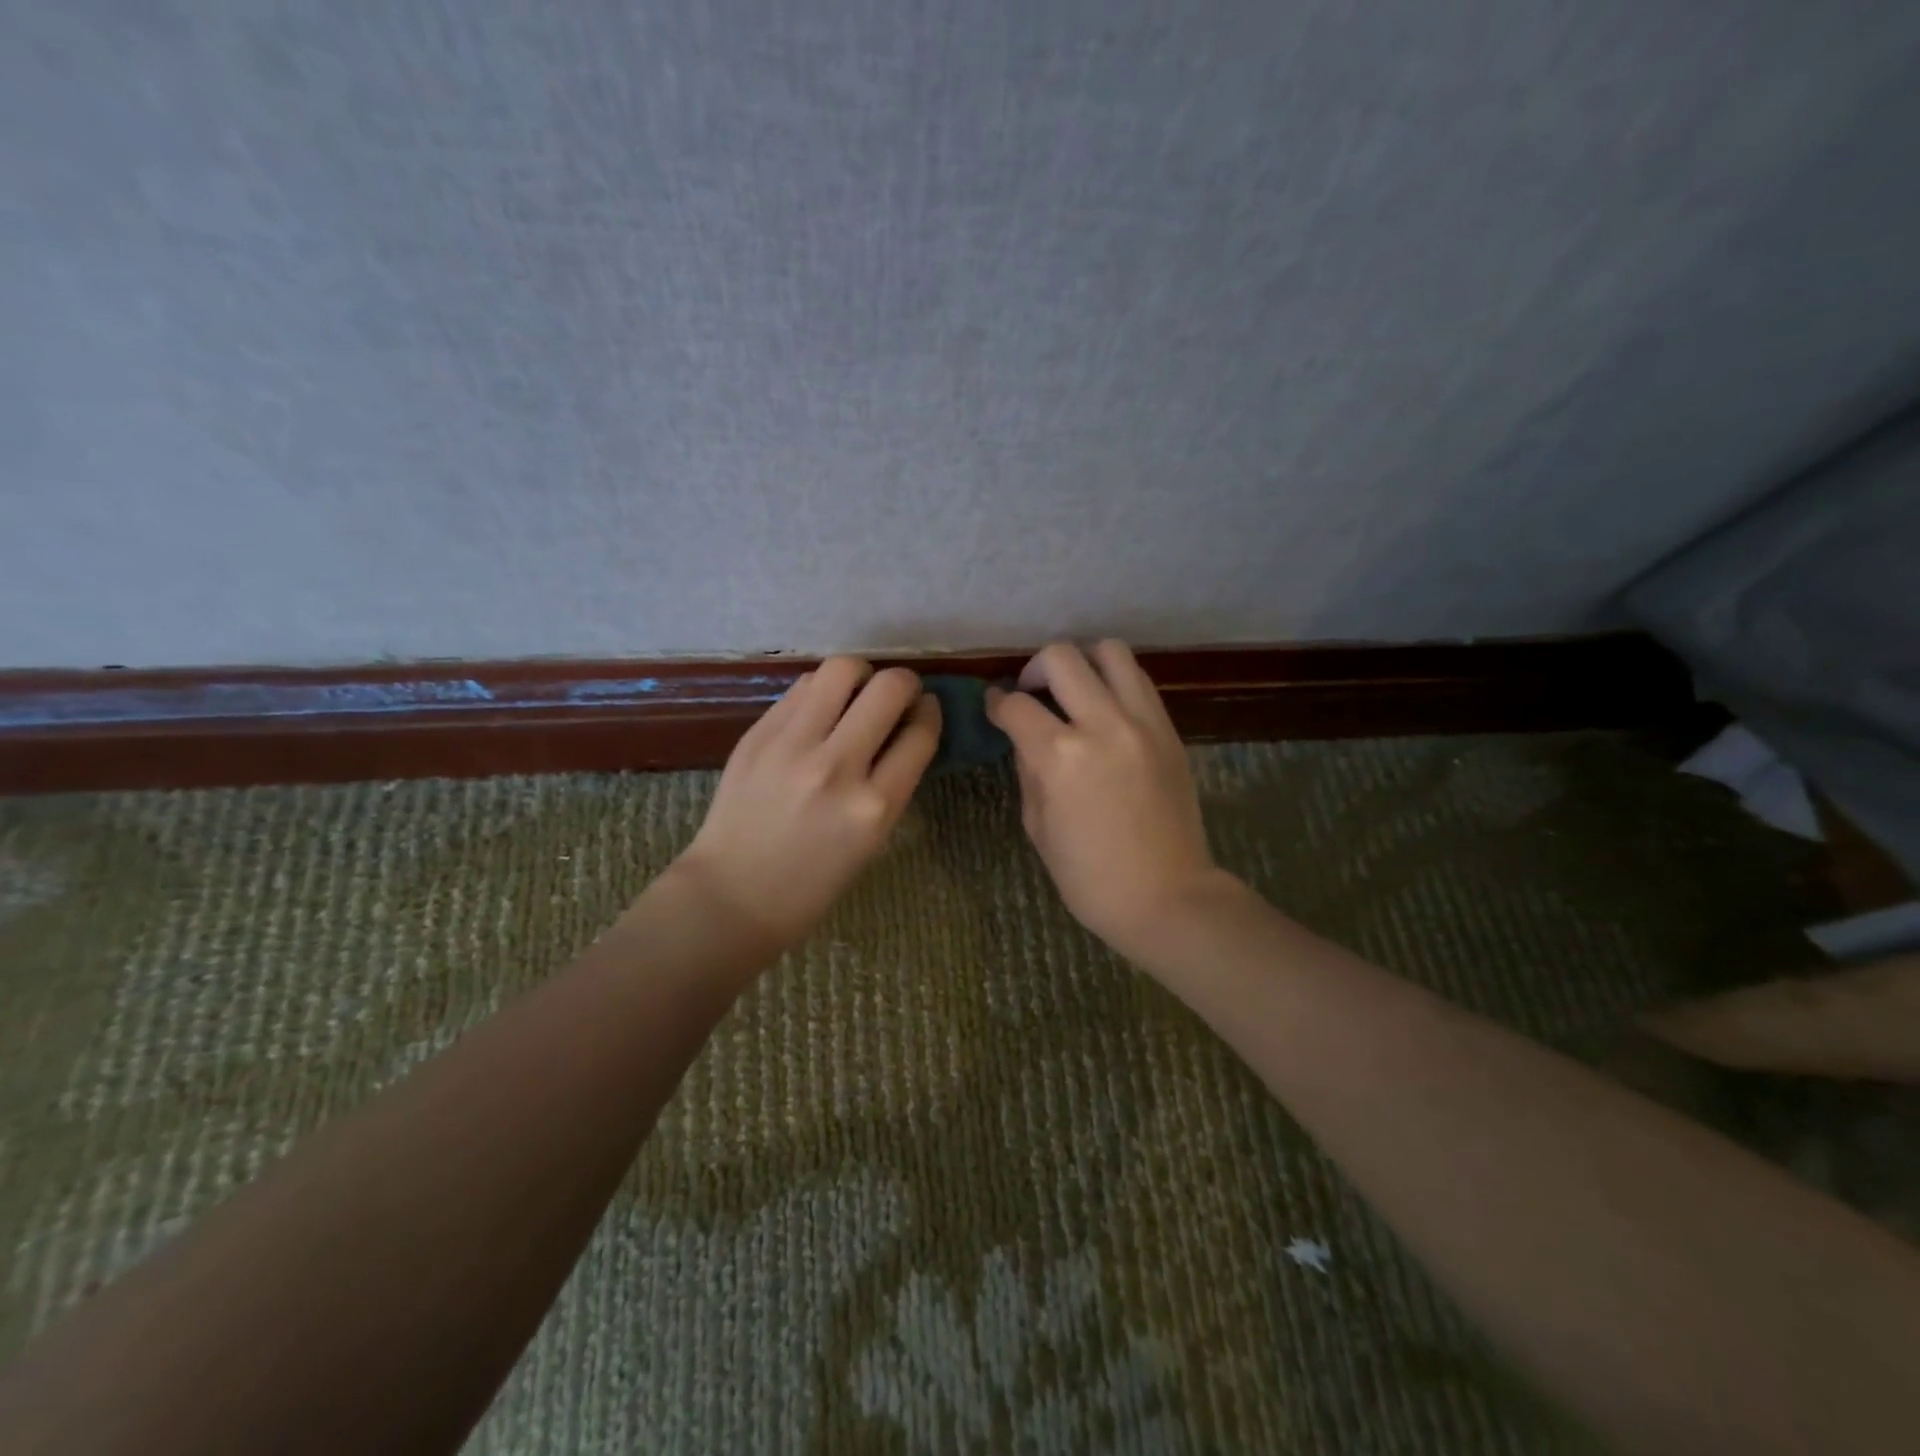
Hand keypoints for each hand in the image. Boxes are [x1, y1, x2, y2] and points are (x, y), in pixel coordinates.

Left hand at [675, 657, 940, 949]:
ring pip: (841, 670)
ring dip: (860, 675)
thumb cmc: (813, 883)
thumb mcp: (872, 840)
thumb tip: (905, 728)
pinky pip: (801, 688)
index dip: (930, 712)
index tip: (925, 709)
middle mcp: (837, 767)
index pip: (920, 733)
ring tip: (856, 693)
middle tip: (897, 695)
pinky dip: (820, 691)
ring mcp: (792, 746)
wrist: (733, 895)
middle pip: (888, 688)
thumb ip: (891, 782)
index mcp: (874, 806)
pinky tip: (819, 709)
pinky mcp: (758, 735)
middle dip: (904, 683)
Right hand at [987, 640, 1229, 956]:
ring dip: (1082, 662)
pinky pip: (1139, 681)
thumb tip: (1024, 737)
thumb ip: (1028, 770)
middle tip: (1031, 694)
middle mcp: (1103, 724)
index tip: (994, 706)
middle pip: (1062, 657)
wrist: (1167, 896)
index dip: (997, 703)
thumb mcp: (1038, 826)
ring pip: (1110, 651)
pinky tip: (1104, 708)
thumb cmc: (1090, 876)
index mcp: (1060, 756)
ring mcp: (1143, 722)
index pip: (1017, 705)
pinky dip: (1114, 681)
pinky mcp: (1169, 730)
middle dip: (1035, 669)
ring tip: (1073, 689)